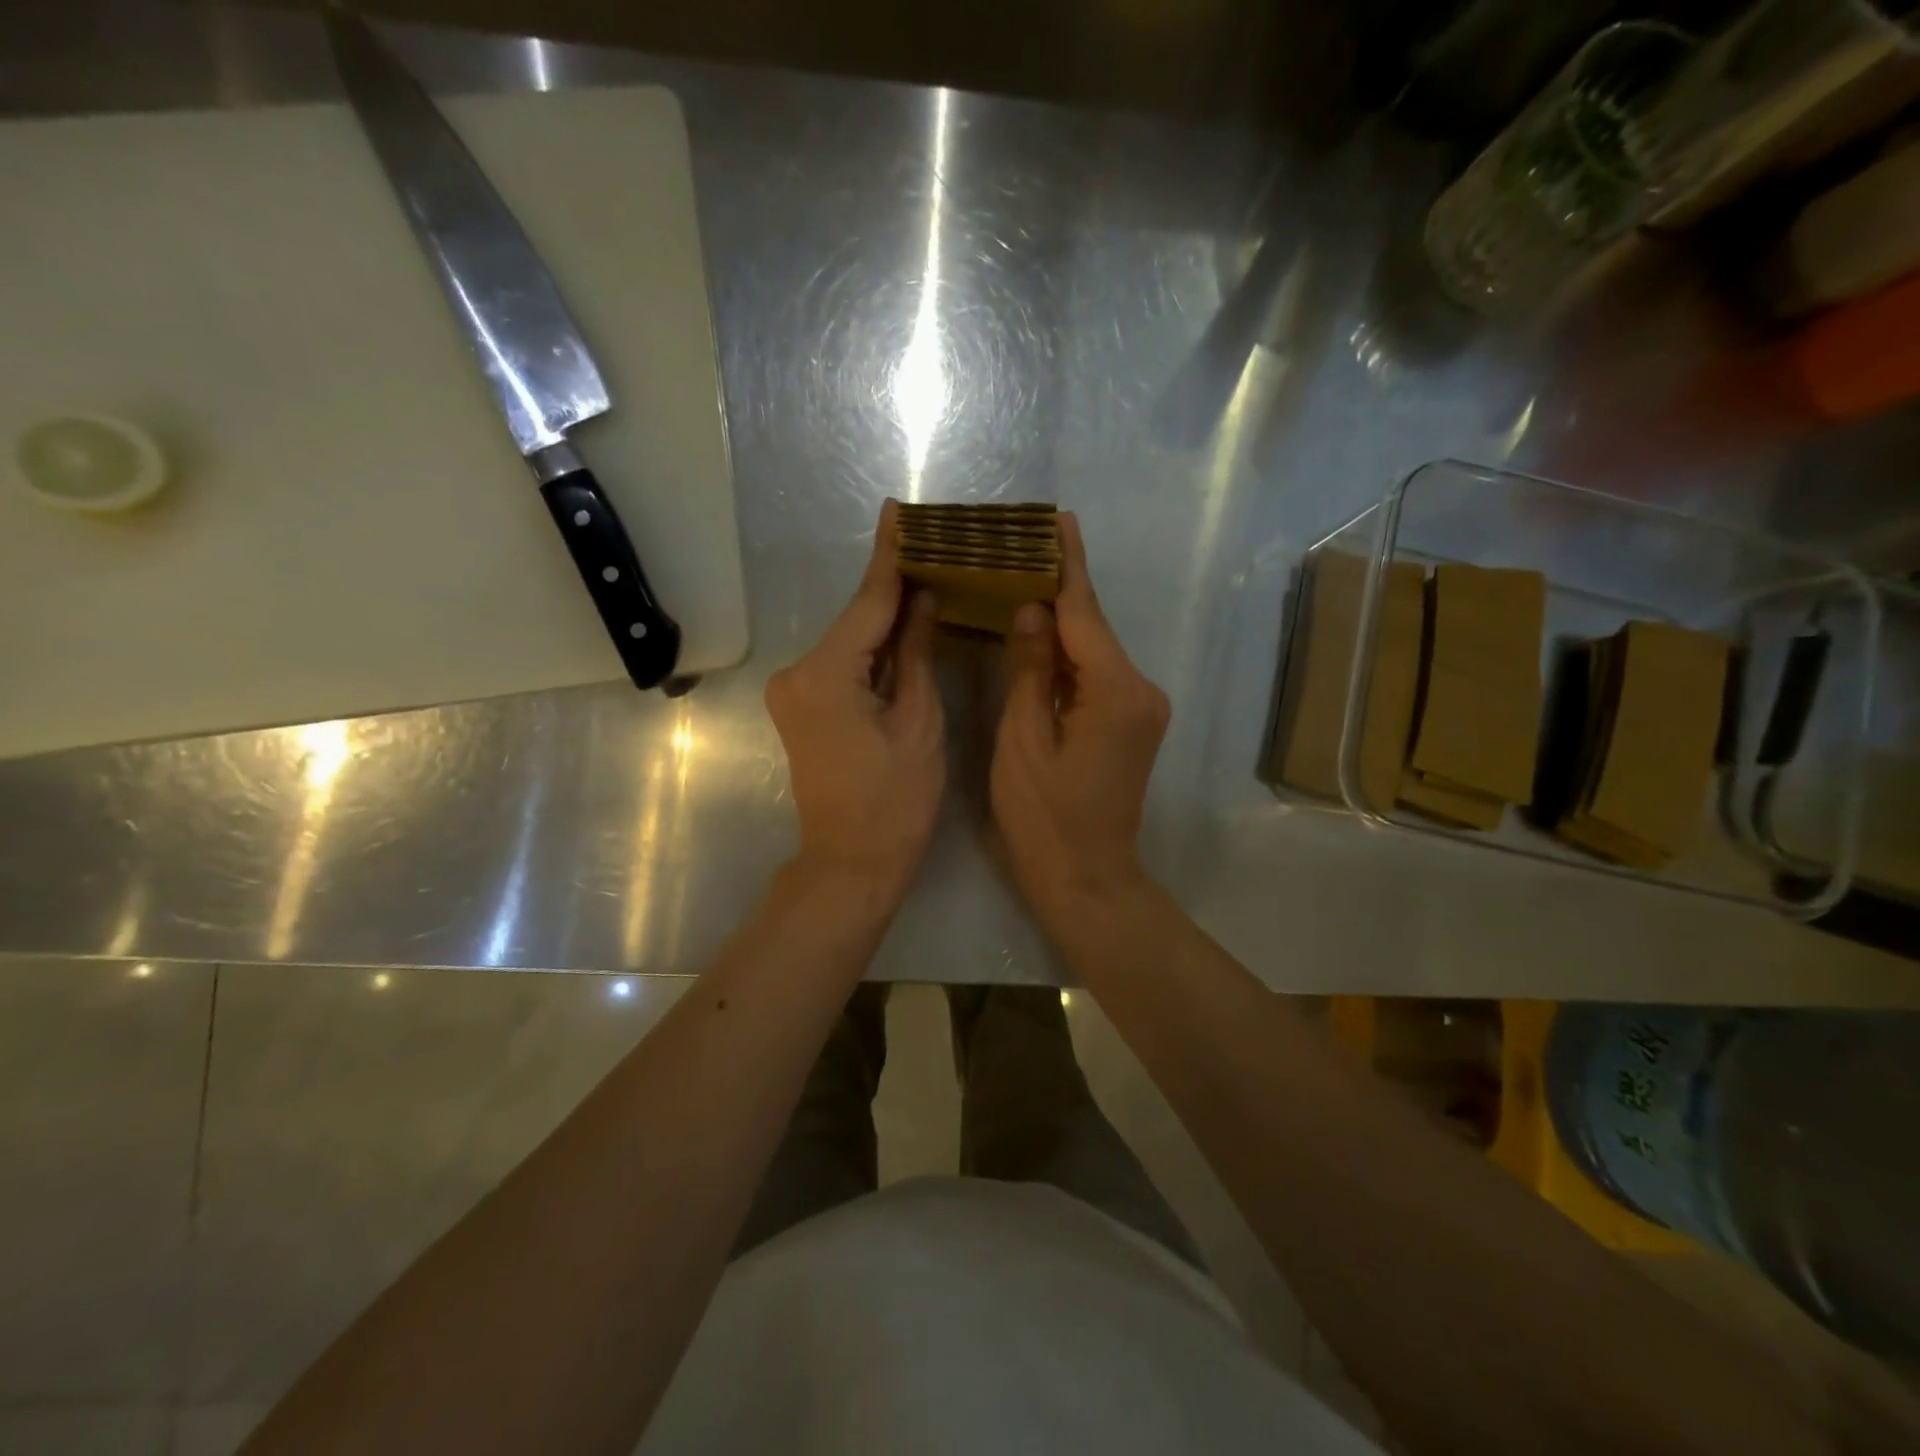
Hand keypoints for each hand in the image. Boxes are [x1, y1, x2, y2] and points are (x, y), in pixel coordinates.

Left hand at [765, 500, 944, 900]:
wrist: (851, 862)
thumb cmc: (896, 801)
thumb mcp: (918, 721)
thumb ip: (914, 652)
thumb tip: (922, 599)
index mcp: (826, 674)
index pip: (867, 603)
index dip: (890, 558)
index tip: (896, 511)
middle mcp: (798, 673)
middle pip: (856, 620)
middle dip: (893, 587)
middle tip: (930, 546)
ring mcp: (793, 691)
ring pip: (849, 642)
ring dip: (884, 619)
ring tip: (925, 579)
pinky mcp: (801, 707)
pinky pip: (842, 665)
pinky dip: (871, 649)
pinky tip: (901, 627)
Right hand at [991, 512, 1169, 918]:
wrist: (1087, 879)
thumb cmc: (1044, 818)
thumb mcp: (1023, 742)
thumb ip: (1028, 671)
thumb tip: (1031, 611)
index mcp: (1115, 691)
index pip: (1084, 614)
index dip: (1067, 566)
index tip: (1059, 520)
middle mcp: (1140, 690)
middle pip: (1092, 629)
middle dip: (1058, 591)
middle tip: (1021, 550)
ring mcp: (1141, 709)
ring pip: (1094, 653)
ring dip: (1061, 625)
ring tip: (1020, 584)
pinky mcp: (1132, 725)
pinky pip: (1096, 677)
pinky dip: (1068, 658)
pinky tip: (1038, 641)